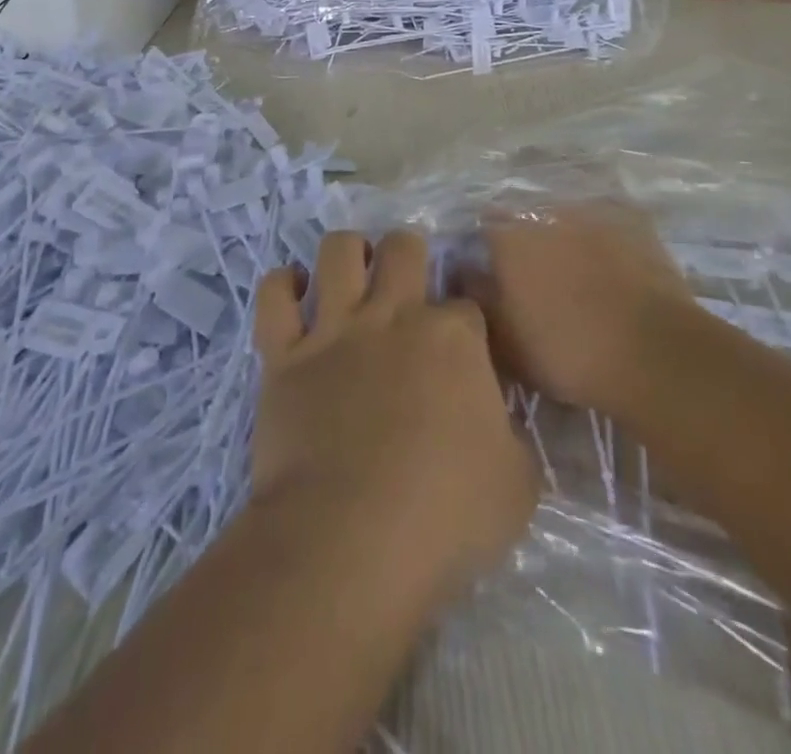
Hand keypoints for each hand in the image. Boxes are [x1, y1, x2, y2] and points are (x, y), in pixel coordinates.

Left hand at [252, 230, 538, 601]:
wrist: (348, 542)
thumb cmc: (443, 517)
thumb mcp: (516, 485)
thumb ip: (511, 437)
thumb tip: (496, 420)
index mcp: (453, 338)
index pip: (467, 302)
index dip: (467, 316)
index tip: (465, 338)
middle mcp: (393, 316)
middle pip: (402, 247)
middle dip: (408, 253)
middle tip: (406, 283)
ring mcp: (334, 330)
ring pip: (337, 251)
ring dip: (347, 251)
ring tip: (352, 270)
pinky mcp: (284, 355)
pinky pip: (273, 296)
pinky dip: (281, 284)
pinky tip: (294, 289)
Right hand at [471, 200, 694, 414]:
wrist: (654, 352)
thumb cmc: (566, 350)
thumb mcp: (504, 340)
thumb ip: (477, 298)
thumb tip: (464, 270)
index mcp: (509, 236)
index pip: (483, 228)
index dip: (486, 251)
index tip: (492, 275)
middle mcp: (546, 212)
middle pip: (526, 221)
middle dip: (527, 243)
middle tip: (536, 280)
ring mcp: (593, 213)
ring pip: (568, 221)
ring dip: (566, 240)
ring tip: (579, 277)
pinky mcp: (633, 222)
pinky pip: (608, 226)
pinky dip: (605, 243)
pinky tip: (613, 270)